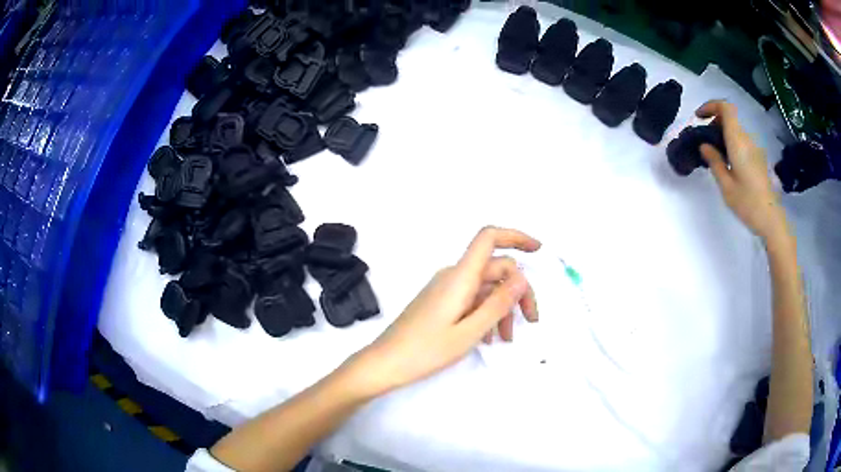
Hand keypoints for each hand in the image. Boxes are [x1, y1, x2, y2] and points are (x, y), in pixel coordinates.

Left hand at [349, 227, 539, 395]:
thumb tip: (521, 278)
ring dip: (502, 307)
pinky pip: (471, 299)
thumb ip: (497, 304)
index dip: (515, 236)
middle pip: (495, 269)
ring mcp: (446, 288)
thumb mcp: (469, 332)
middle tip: (531, 320)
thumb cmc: (425, 350)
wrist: (386, 362)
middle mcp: (453, 276)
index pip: (488, 238)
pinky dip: (486, 313)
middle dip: (518, 291)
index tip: (538, 251)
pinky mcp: (441, 301)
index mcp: (460, 277)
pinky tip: (489, 337)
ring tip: (507, 338)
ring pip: (485, 287)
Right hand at [697, 100, 788, 240]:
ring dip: (723, 134)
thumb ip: (714, 162)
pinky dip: (731, 144)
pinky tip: (727, 163)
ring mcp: (754, 149)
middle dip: (714, 122)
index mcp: (738, 142)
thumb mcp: (726, 186)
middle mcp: (747, 140)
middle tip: (704, 140)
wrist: (771, 220)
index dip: (711, 106)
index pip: (725, 108)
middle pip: (730, 118)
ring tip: (714, 154)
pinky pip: (741, 142)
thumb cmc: (748, 204)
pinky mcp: (758, 159)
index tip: (699, 117)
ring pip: (736, 130)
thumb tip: (704, 146)